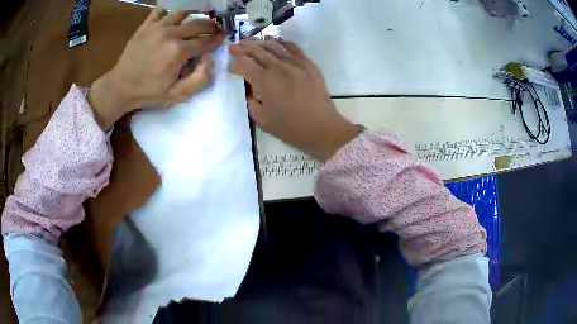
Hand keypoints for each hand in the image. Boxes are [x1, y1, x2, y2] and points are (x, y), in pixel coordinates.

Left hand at [89, 8, 224, 129]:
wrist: (120, 86)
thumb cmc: (148, 92)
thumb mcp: (177, 95)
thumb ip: (199, 79)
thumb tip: (210, 59)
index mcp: (179, 51)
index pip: (206, 40)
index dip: (217, 39)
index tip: (221, 38)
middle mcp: (171, 34)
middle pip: (198, 23)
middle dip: (211, 25)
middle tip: (214, 28)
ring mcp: (157, 27)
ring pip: (183, 12)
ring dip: (194, 14)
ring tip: (197, 18)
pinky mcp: (146, 25)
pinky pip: (161, 10)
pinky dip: (170, 11)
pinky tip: (173, 17)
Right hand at [228, 37, 357, 161]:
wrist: (321, 128)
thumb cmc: (290, 128)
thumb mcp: (261, 119)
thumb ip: (249, 99)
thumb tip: (247, 85)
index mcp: (265, 81)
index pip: (243, 64)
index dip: (233, 64)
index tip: (230, 67)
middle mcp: (279, 66)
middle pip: (256, 50)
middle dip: (241, 47)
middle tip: (233, 47)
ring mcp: (296, 62)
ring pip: (273, 44)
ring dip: (259, 42)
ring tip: (250, 43)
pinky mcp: (308, 63)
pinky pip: (292, 47)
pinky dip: (280, 42)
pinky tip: (274, 43)